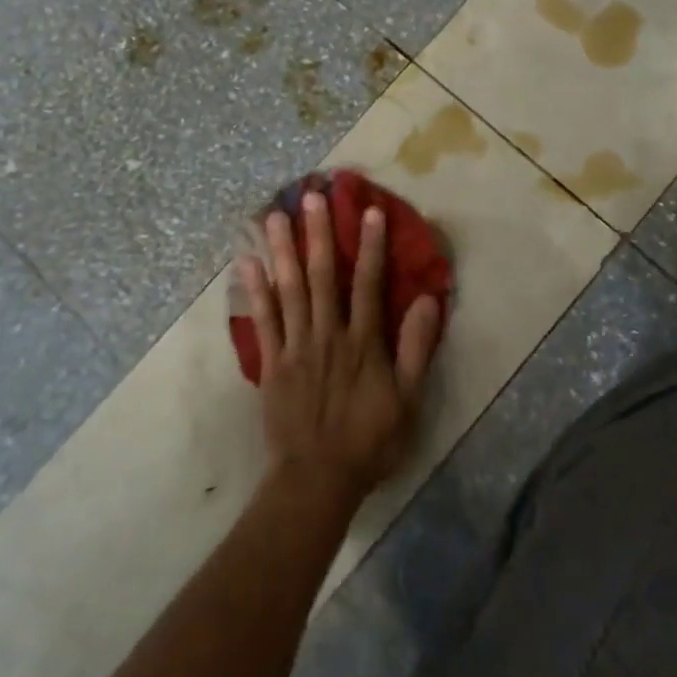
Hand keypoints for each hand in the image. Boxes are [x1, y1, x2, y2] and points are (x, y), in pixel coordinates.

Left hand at [238, 192, 442, 510]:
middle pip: (323, 276)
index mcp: (363, 342)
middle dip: (318, 234)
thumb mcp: (407, 401)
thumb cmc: (368, 441)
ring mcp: (295, 346)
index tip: (369, 210)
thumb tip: (429, 300)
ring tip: (274, 215)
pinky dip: (255, 290)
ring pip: (289, 289)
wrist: (316, 480)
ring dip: (283, 250)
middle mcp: (328, 334)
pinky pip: (262, 320)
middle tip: (310, 196)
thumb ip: (416, 349)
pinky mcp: (271, 363)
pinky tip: (247, 262)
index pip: (369, 284)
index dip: (371, 246)